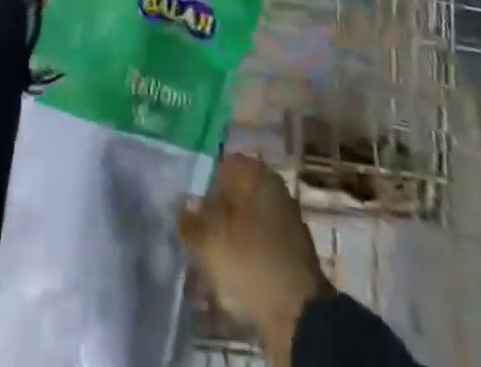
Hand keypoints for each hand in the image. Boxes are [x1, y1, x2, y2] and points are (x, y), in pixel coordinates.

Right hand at [178, 155, 330, 366]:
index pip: (220, 165)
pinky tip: (228, 281)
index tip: (186, 208)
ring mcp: (284, 222)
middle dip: (212, 217)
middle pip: (233, 197)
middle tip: (193, 240)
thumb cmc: (249, 262)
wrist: (299, 315)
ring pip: (244, 225)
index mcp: (254, 172)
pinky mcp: (289, 255)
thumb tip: (181, 205)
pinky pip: (257, 250)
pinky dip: (242, 261)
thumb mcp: (208, 240)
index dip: (201, 185)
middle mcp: (272, 188)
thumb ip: (189, 220)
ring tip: (206, 266)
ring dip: (226, 242)